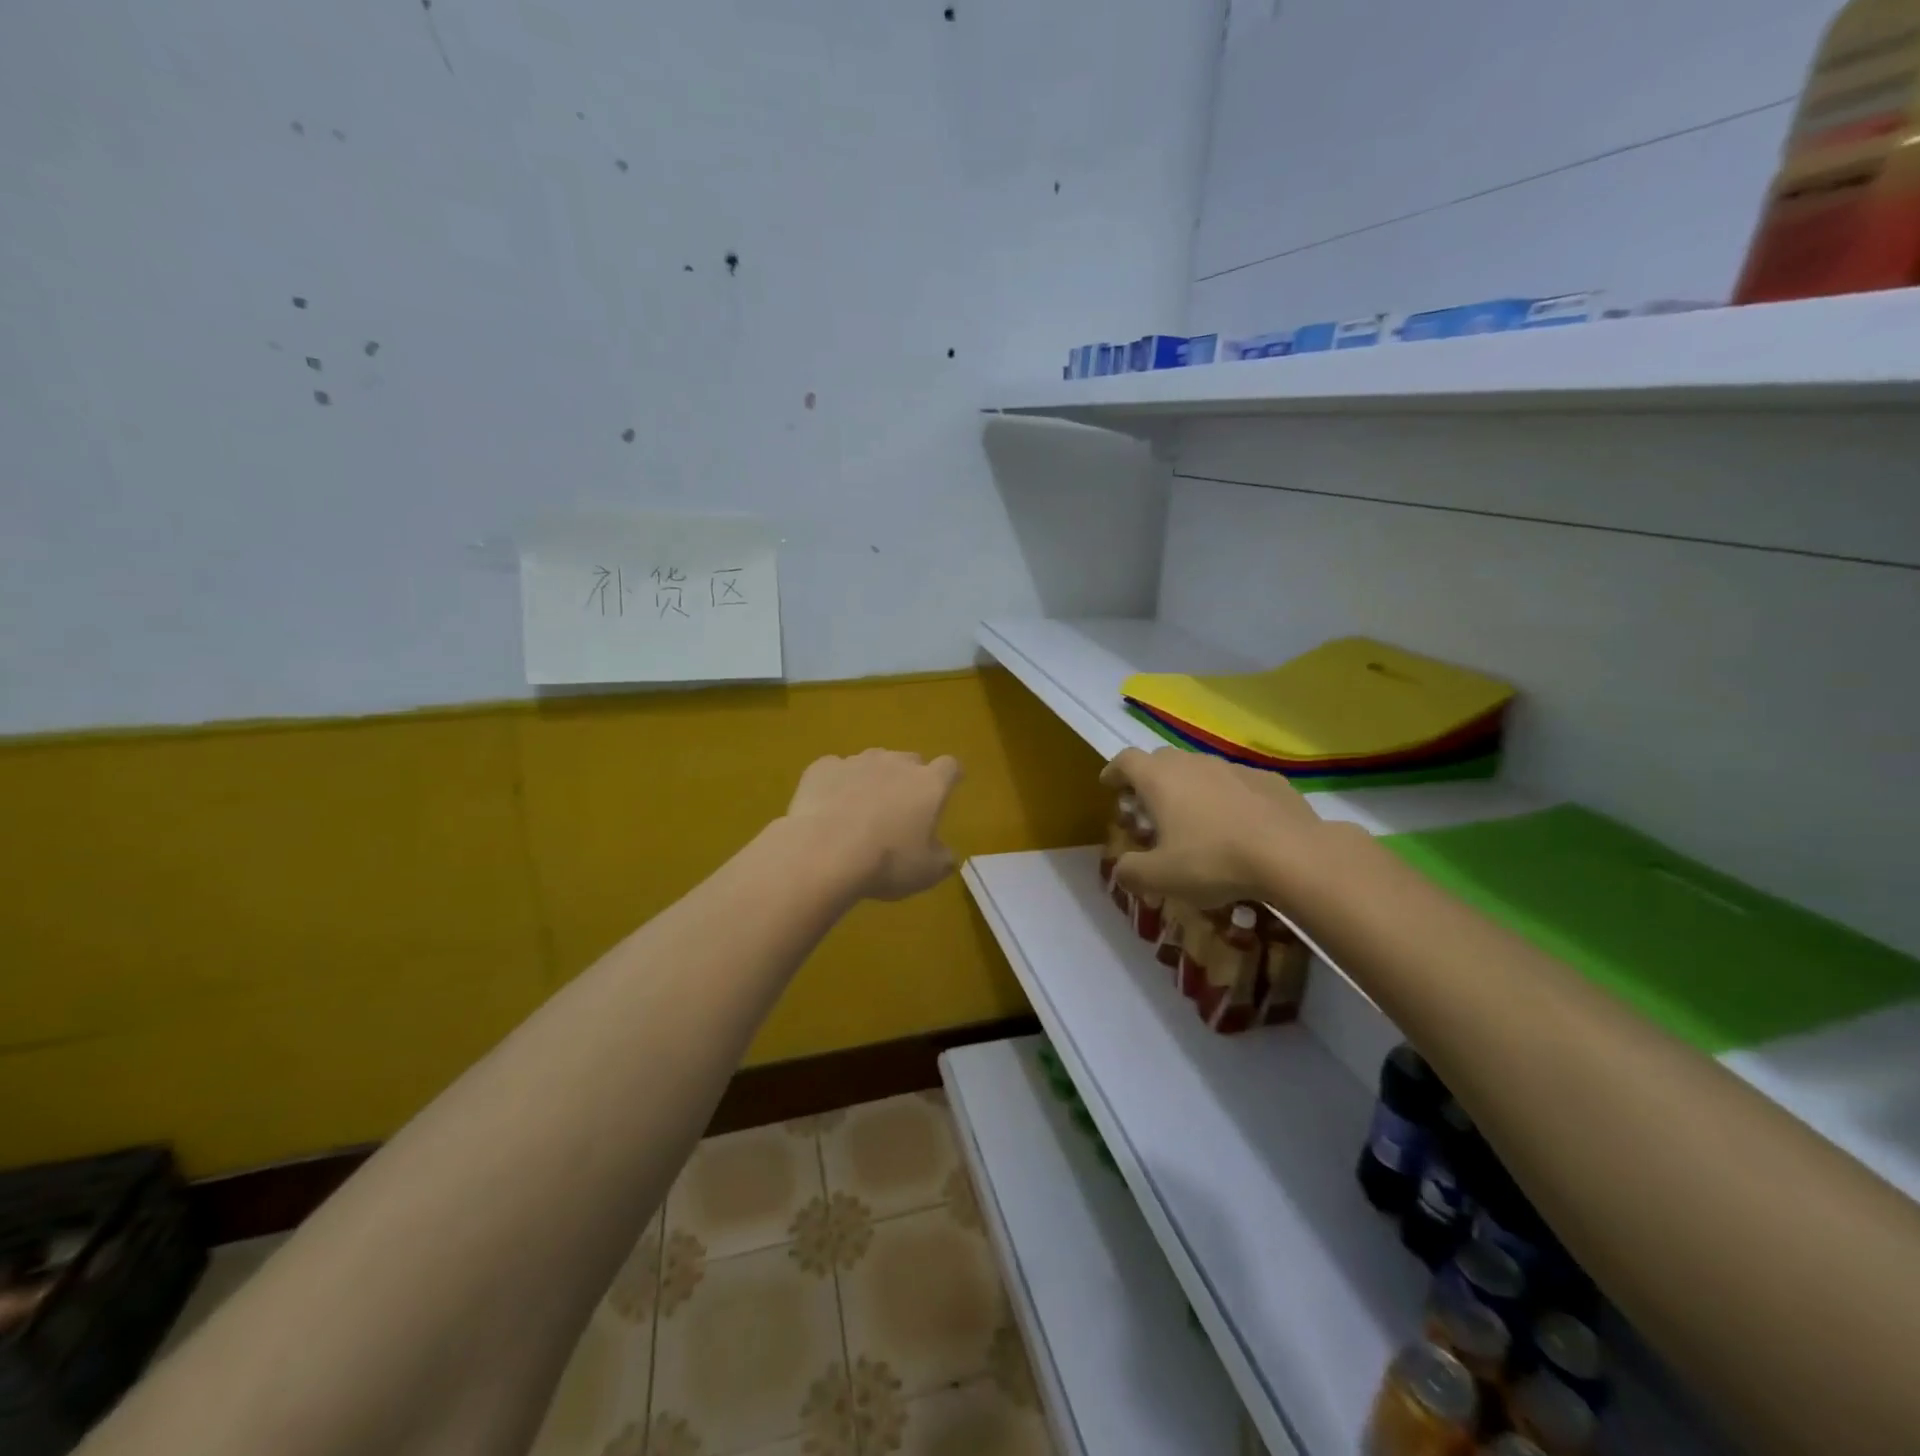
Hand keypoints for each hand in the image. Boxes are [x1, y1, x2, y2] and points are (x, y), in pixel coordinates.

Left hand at [785, 750, 963, 901]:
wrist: (824, 853)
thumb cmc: (886, 863)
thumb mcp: (926, 873)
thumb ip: (943, 859)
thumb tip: (947, 855)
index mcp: (929, 784)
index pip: (950, 767)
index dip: (951, 776)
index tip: (949, 787)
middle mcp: (895, 763)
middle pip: (910, 760)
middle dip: (909, 778)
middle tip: (902, 807)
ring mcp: (857, 762)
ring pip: (873, 761)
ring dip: (873, 778)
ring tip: (862, 808)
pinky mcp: (823, 768)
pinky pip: (836, 770)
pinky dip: (837, 783)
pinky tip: (829, 807)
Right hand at [1100, 746, 1327, 907]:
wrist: (1292, 855)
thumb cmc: (1213, 861)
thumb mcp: (1160, 878)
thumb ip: (1131, 872)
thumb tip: (1121, 869)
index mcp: (1160, 779)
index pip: (1126, 760)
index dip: (1114, 771)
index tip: (1109, 786)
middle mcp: (1193, 763)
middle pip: (1162, 760)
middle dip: (1150, 780)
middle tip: (1149, 809)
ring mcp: (1233, 768)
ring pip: (1201, 770)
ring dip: (1190, 788)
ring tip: (1194, 820)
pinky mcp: (1269, 780)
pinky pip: (1236, 784)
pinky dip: (1227, 798)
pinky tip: (1237, 826)